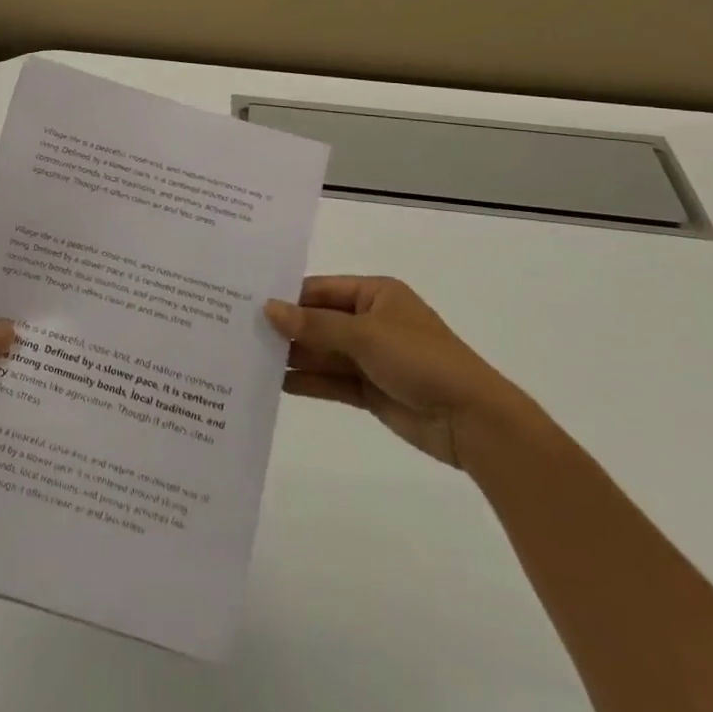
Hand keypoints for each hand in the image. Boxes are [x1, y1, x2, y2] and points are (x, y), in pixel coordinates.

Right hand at [265, 276, 535, 470]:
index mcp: (375, 294)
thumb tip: (268, 309)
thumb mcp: (365, 336)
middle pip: (318, 321)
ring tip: (248, 357)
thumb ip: (314, 326)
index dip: (287, 297)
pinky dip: (306, 381)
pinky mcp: (370, 390)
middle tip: (239, 330)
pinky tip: (275, 383)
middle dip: (286, 328)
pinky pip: (331, 380)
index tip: (247, 302)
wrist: (473, 421)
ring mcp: (370, 357)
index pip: (320, 290)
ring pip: (322, 352)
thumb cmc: (421, 360)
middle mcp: (370, 321)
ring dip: (292, 356)